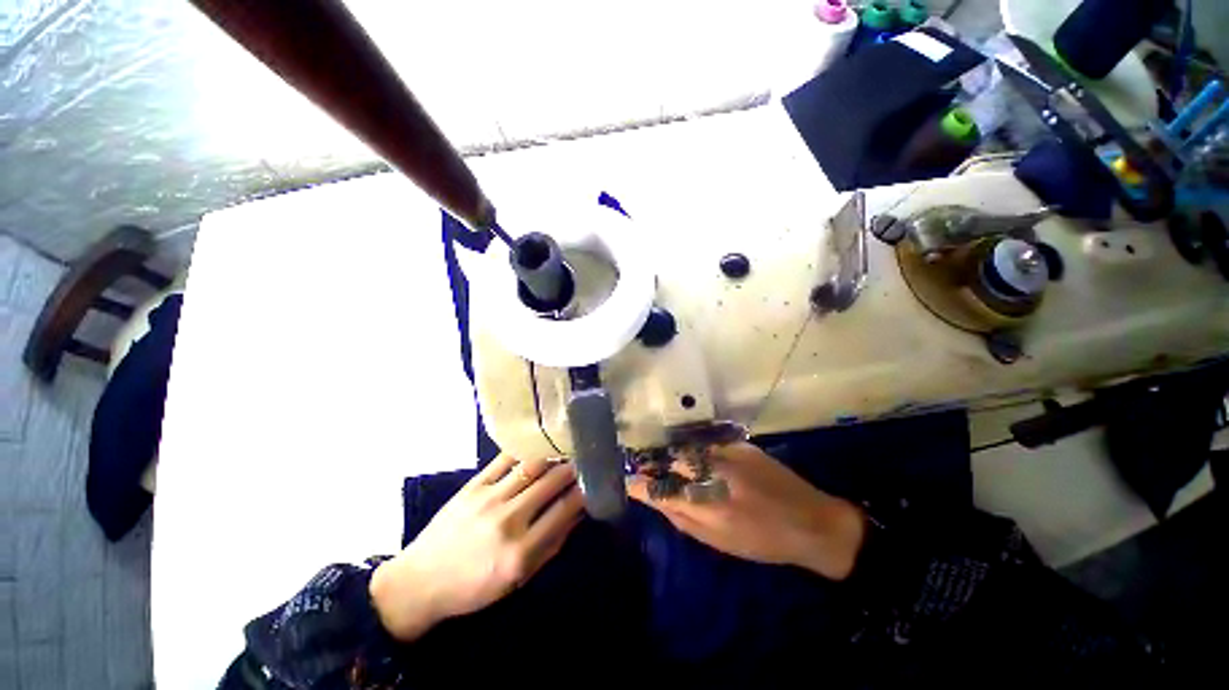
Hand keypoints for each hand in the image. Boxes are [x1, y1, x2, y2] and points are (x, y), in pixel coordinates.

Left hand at [370, 454, 583, 640]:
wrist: (420, 582)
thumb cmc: (473, 588)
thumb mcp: (517, 580)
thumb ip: (551, 546)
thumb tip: (577, 514)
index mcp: (520, 552)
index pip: (564, 511)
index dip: (584, 492)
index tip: (594, 481)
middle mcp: (508, 520)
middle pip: (551, 482)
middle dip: (573, 467)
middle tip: (585, 459)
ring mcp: (489, 499)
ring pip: (532, 466)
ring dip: (554, 455)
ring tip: (566, 448)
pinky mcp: (472, 486)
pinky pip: (504, 460)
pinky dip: (524, 449)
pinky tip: (537, 444)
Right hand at [628, 442, 865, 580]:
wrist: (812, 521)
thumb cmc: (762, 541)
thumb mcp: (718, 542)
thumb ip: (681, 517)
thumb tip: (652, 498)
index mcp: (708, 507)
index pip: (660, 488)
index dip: (639, 482)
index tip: (627, 480)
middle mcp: (715, 475)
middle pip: (670, 461)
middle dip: (653, 463)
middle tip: (646, 468)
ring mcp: (728, 454)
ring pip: (686, 448)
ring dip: (672, 455)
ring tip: (667, 461)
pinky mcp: (740, 444)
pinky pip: (706, 443)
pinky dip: (694, 449)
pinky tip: (695, 456)